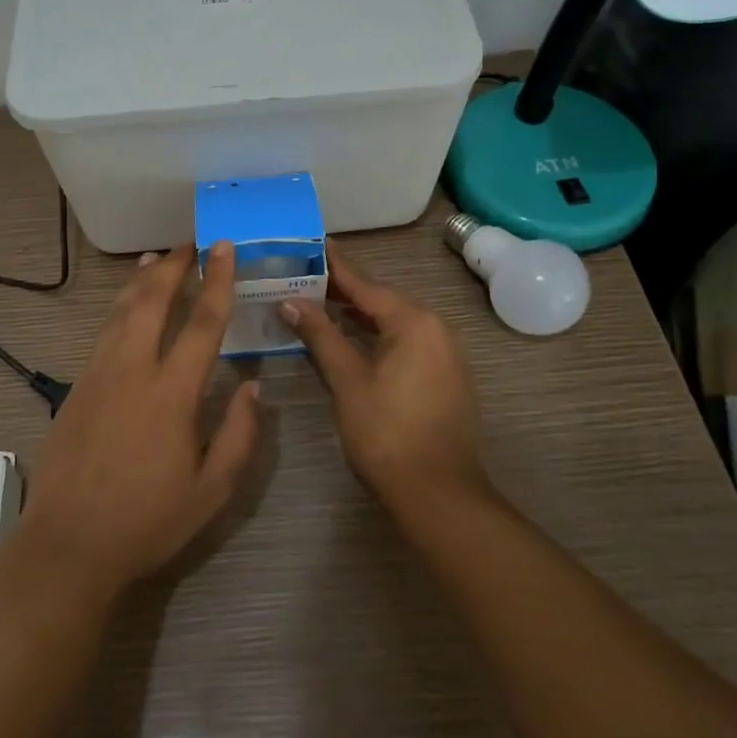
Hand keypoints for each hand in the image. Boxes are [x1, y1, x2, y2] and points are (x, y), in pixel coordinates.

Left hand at [18, 242, 259, 594]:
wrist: (68, 544)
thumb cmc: (147, 522)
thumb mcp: (211, 492)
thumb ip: (240, 436)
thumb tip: (254, 388)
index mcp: (172, 393)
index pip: (202, 323)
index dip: (217, 281)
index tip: (223, 249)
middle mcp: (133, 370)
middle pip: (153, 300)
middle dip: (174, 266)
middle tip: (190, 243)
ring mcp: (99, 374)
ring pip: (122, 310)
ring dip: (142, 280)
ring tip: (157, 258)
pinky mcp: (78, 386)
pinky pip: (105, 331)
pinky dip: (120, 307)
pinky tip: (127, 305)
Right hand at [279, 241, 486, 511]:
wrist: (439, 494)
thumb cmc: (387, 433)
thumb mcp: (348, 381)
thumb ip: (321, 335)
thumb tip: (291, 301)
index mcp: (414, 322)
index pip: (366, 284)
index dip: (336, 266)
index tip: (313, 244)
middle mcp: (436, 328)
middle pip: (382, 299)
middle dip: (344, 290)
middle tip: (304, 275)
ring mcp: (445, 353)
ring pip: (395, 321)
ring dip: (360, 313)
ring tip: (320, 302)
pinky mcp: (445, 376)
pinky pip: (406, 340)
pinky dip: (377, 334)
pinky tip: (352, 337)